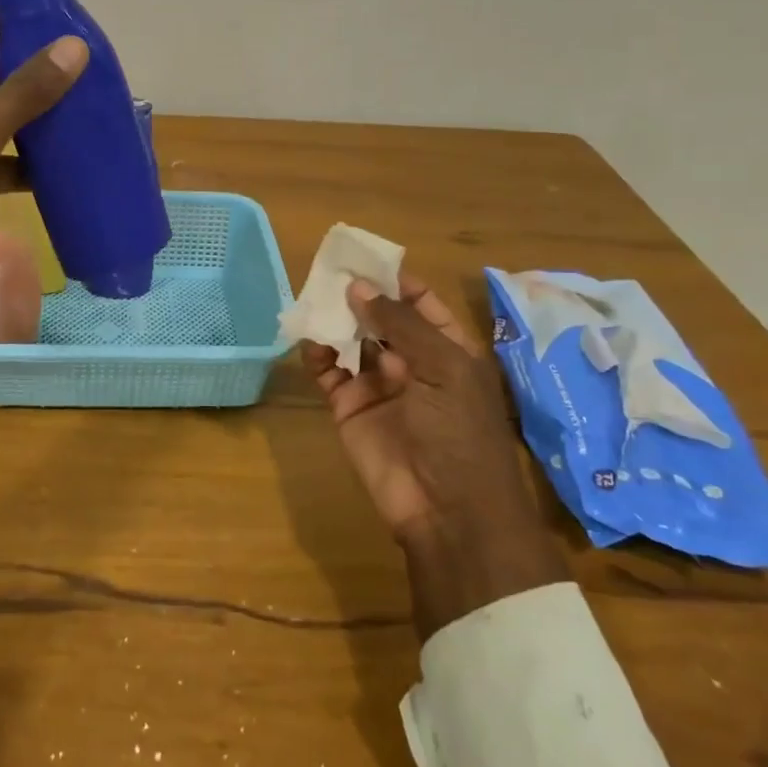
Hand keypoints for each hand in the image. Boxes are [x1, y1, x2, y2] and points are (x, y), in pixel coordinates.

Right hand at [304, 272, 566, 635]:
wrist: (447, 511)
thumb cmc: (459, 433)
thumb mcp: (442, 369)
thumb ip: (400, 324)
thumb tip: (358, 286)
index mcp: (447, 350)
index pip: (419, 302)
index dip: (393, 279)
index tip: (362, 256)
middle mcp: (411, 362)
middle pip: (379, 318)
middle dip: (356, 295)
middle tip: (325, 269)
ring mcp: (378, 385)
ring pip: (350, 340)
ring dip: (333, 319)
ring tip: (311, 296)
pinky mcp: (348, 408)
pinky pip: (328, 372)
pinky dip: (316, 353)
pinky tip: (308, 339)